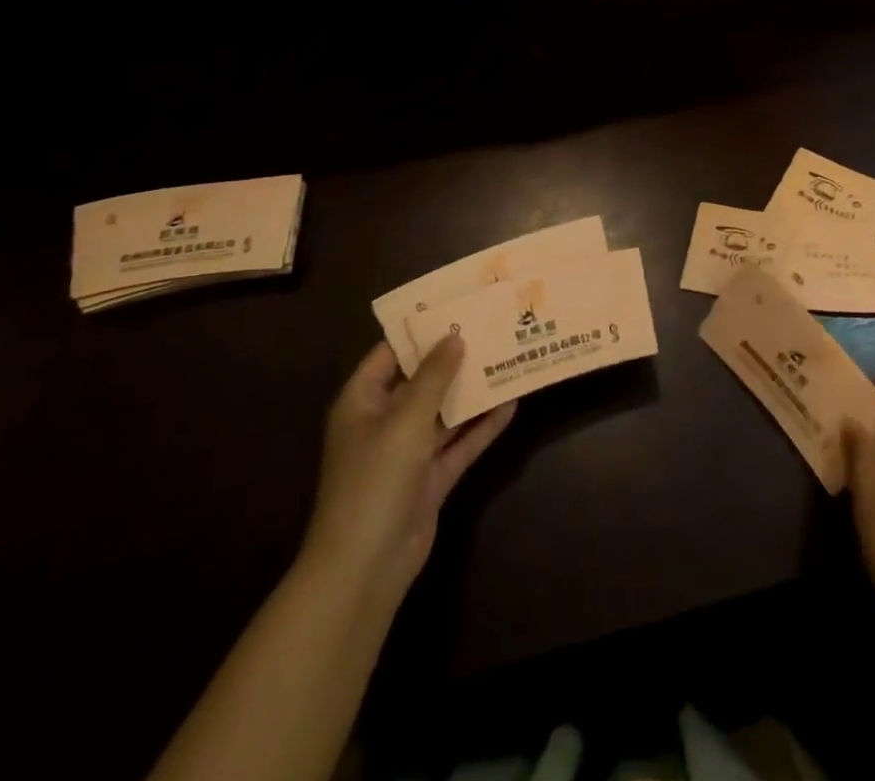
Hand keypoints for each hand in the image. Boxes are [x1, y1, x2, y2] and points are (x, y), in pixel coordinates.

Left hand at [299, 337, 514, 615]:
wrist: (365, 566)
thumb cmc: (375, 479)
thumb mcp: (405, 418)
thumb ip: (433, 376)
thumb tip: (454, 337)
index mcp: (363, 400)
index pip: (391, 353)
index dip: (421, 331)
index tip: (457, 307)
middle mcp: (384, 421)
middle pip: (422, 380)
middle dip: (454, 358)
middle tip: (491, 328)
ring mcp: (408, 452)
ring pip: (444, 411)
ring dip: (472, 391)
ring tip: (507, 358)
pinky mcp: (430, 478)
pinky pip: (459, 443)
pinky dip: (482, 426)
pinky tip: (511, 404)